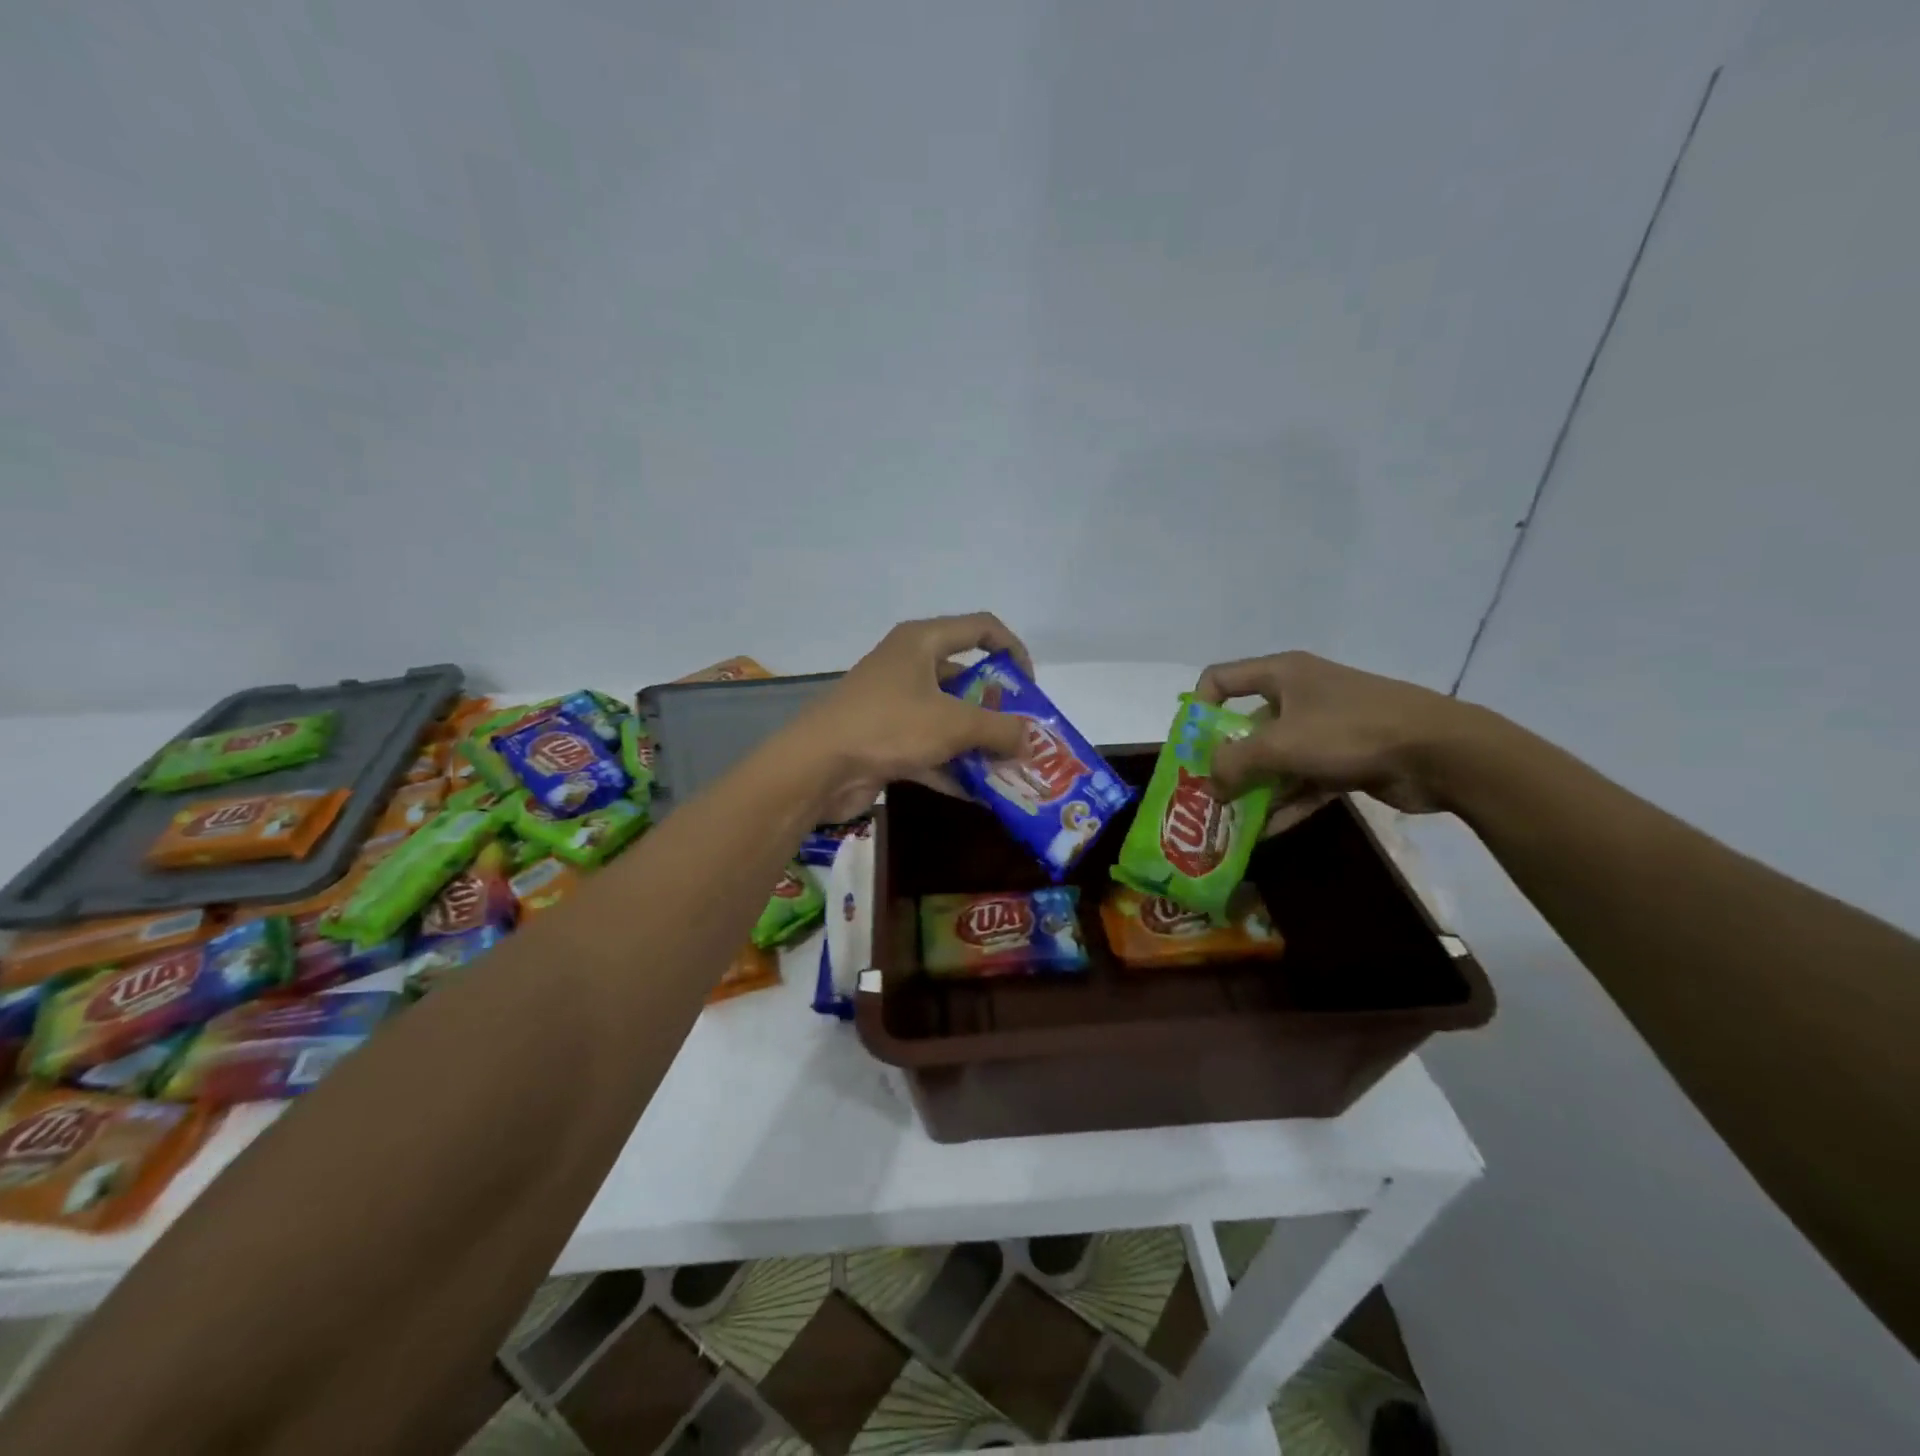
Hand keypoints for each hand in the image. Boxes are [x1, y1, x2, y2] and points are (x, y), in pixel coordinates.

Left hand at [789, 613, 1034, 821]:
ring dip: (978, 743)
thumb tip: (1031, 740)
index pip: (981, 629)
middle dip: (997, 708)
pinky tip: (980, 794)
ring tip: (1011, 767)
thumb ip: (1000, 729)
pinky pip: (929, 748)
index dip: (1013, 650)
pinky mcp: (884, 738)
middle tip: (1022, 734)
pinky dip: (952, 767)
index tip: (1030, 687)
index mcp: (922, 642)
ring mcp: (894, 704)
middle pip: (965, 677)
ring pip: (948, 717)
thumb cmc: (889, 726)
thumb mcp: (954, 723)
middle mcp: (908, 665)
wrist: (817, 767)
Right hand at [1193, 651, 1482, 830]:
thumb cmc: (1350, 731)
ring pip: (1274, 759)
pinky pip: (1302, 781)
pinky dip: (1284, 804)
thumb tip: (1210, 785)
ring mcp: (1324, 729)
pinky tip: (1264, 834)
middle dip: (1224, 761)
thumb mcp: (1279, 744)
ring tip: (1228, 821)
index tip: (1191, 746)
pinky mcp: (1345, 759)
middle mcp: (1299, 695)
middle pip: (1245, 726)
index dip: (1198, 708)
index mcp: (1281, 675)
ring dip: (1253, 789)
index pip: (1220, 679)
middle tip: (1206, 793)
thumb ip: (1234, 763)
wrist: (1440, 751)